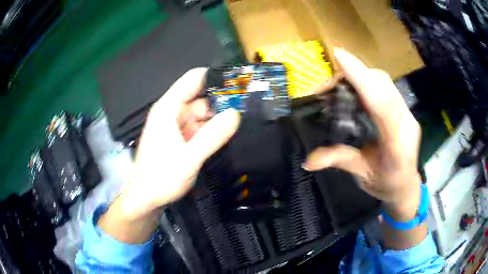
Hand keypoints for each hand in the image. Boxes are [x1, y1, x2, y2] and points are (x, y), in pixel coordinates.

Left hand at [121, 68, 240, 217]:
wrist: (146, 198)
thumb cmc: (161, 177)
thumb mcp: (189, 159)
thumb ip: (212, 136)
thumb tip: (236, 114)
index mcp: (168, 108)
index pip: (194, 79)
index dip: (216, 77)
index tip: (239, 83)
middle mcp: (172, 111)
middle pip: (201, 95)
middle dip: (222, 98)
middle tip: (248, 104)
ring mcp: (176, 124)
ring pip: (202, 112)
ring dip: (219, 115)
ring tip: (244, 117)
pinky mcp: (180, 137)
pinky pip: (199, 126)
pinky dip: (212, 128)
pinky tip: (228, 132)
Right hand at [303, 49, 421, 214]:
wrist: (406, 187)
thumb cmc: (386, 185)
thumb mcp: (362, 175)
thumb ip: (339, 161)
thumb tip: (308, 161)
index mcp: (397, 145)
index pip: (382, 103)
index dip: (361, 78)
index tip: (339, 56)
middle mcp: (406, 123)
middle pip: (383, 85)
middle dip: (355, 73)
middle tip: (327, 85)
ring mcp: (408, 114)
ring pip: (384, 82)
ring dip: (360, 76)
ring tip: (337, 86)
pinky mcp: (405, 109)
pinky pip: (386, 86)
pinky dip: (367, 81)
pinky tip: (354, 88)